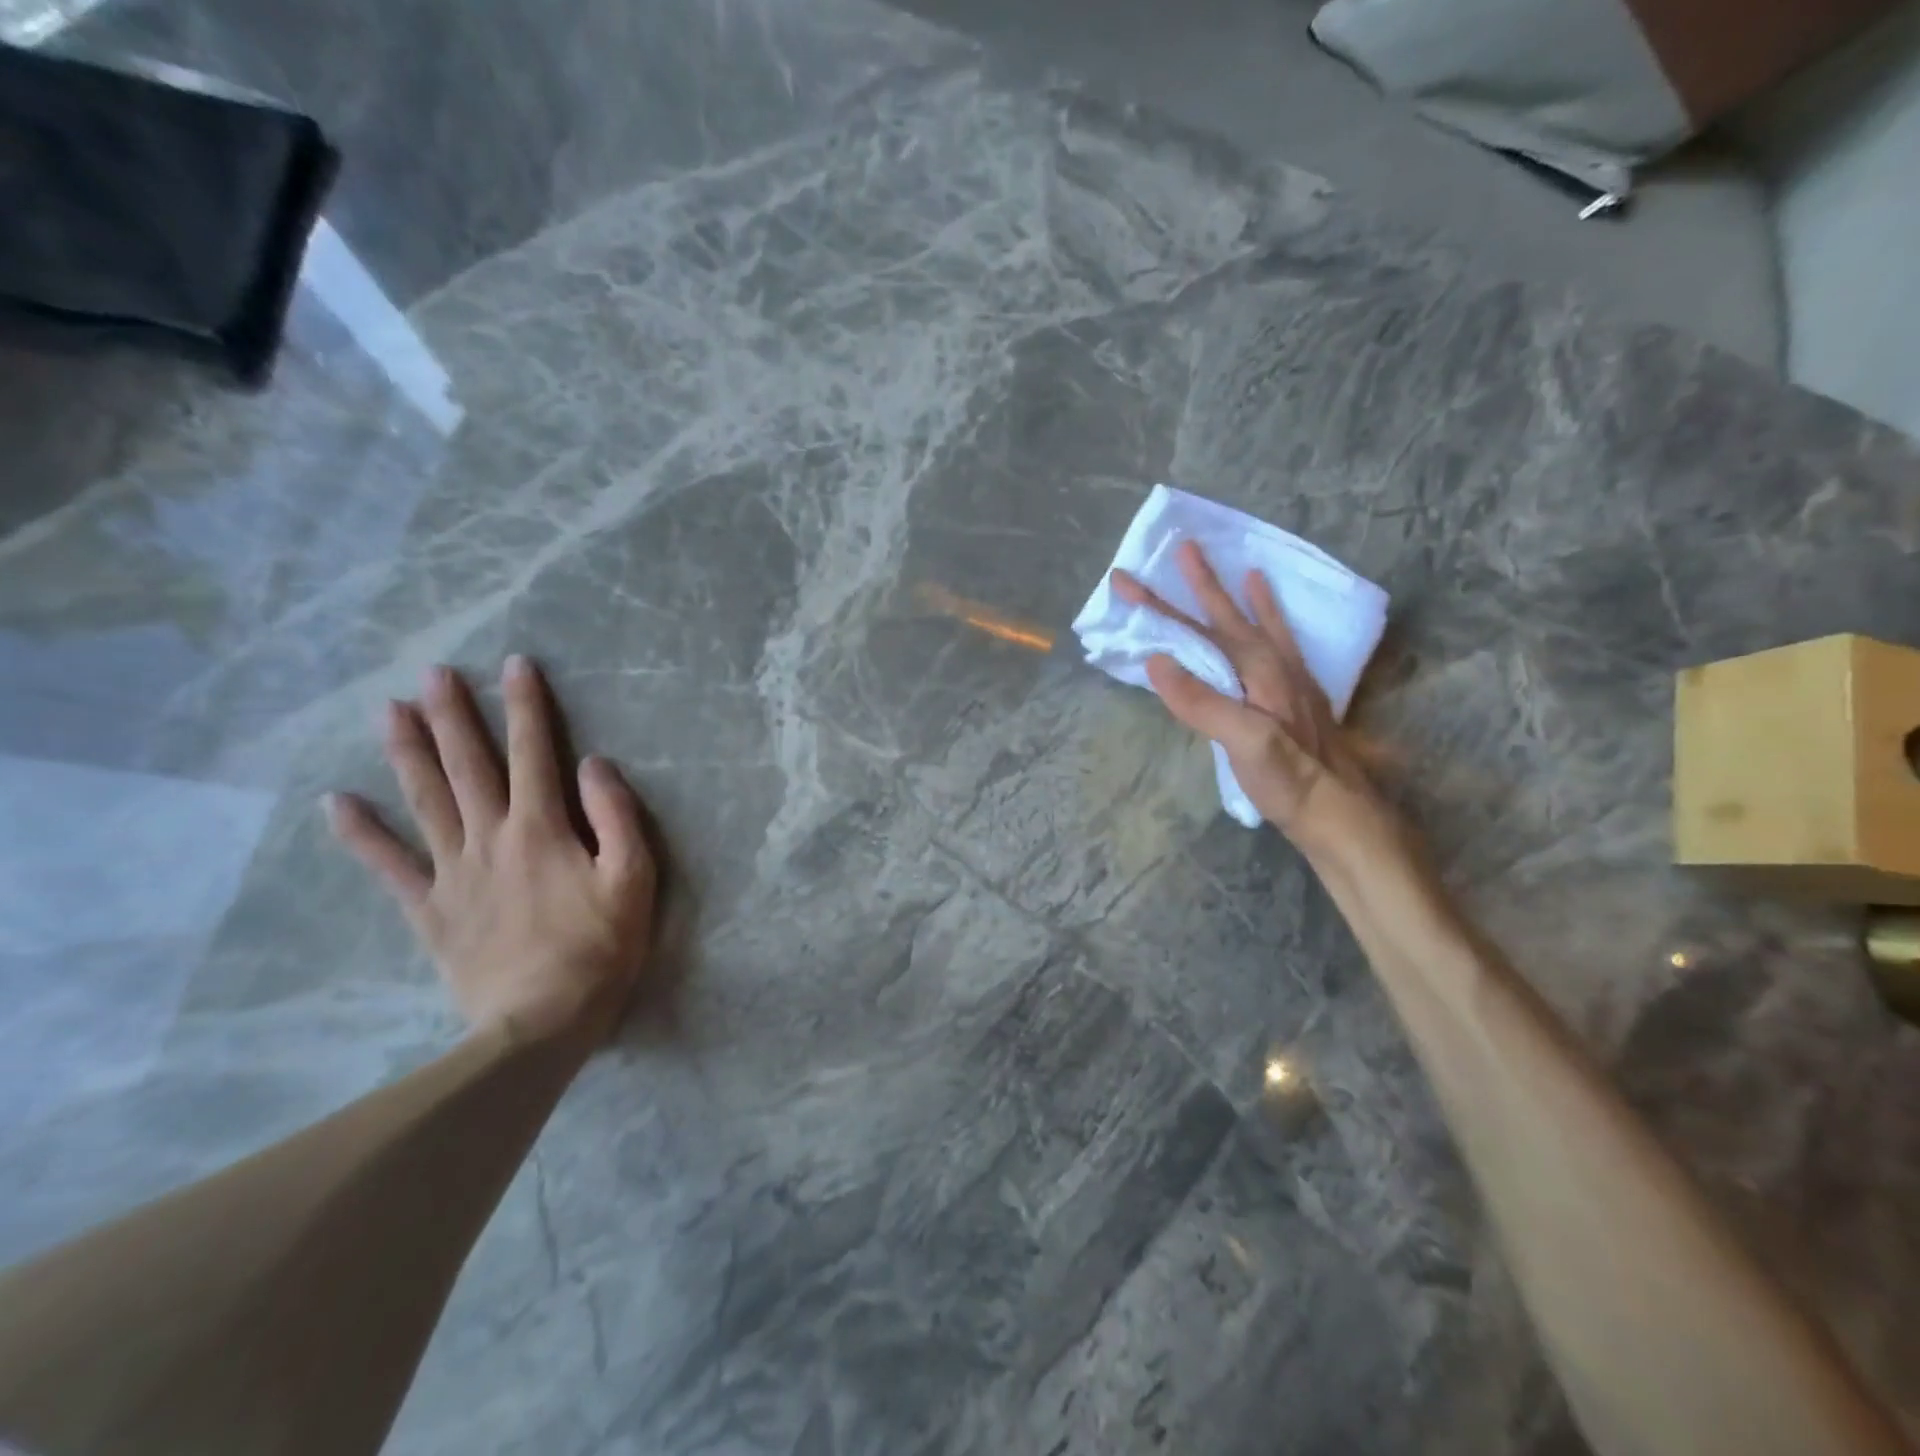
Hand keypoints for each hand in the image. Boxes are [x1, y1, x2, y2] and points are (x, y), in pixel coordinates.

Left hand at [325, 656, 657, 1044]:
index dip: (527, 707)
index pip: (535, 753)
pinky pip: (389, 865)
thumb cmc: (600, 948)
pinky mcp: (430, 909)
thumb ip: (618, 818)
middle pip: (468, 766)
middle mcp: (491, 838)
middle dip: (453, 716)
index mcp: (543, 829)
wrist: (539, 1023)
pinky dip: (361, 833)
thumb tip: (594, 765)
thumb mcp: (634, 880)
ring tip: (389, 711)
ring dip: (407, 753)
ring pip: (425, 801)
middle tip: (433, 673)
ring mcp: (453, 872)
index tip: (515, 664)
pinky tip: (335, 803)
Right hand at [1112, 540, 1396, 860]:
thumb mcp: (1243, 742)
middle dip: (1198, 584)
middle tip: (1181, 548)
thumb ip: (1202, 701)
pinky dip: (1268, 616)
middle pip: (1225, 616)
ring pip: (1253, 623)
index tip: (1126, 581)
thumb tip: (1157, 661)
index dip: (1158, 607)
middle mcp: (1272, 664)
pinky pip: (1277, 639)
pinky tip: (1265, 609)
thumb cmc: (1288, 779)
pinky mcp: (1293, 693)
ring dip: (1233, 593)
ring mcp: (1286, 677)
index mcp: (1256, 670)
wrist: (1339, 811)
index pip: (1197, 630)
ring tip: (1227, 565)